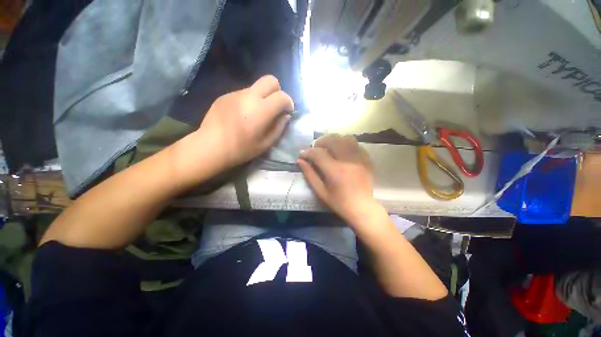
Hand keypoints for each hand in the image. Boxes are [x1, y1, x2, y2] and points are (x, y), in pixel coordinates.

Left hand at [194, 75, 293, 169]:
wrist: (210, 146)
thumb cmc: (241, 149)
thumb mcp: (266, 144)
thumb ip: (279, 128)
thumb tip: (285, 116)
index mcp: (261, 110)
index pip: (282, 96)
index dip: (288, 103)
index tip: (287, 112)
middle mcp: (249, 96)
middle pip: (270, 80)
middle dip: (278, 91)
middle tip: (275, 106)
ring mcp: (235, 93)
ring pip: (256, 87)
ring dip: (262, 97)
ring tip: (256, 114)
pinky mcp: (225, 95)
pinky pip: (243, 93)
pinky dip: (249, 101)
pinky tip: (242, 115)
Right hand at [298, 135, 378, 225]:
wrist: (362, 207)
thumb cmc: (339, 202)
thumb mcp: (321, 191)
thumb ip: (310, 174)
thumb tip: (300, 161)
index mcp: (335, 171)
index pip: (318, 154)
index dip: (308, 152)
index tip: (303, 154)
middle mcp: (348, 161)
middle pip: (333, 141)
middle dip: (321, 141)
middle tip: (315, 147)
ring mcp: (359, 159)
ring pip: (345, 139)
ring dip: (334, 139)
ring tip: (328, 145)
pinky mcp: (366, 160)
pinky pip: (355, 145)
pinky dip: (346, 143)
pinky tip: (341, 148)